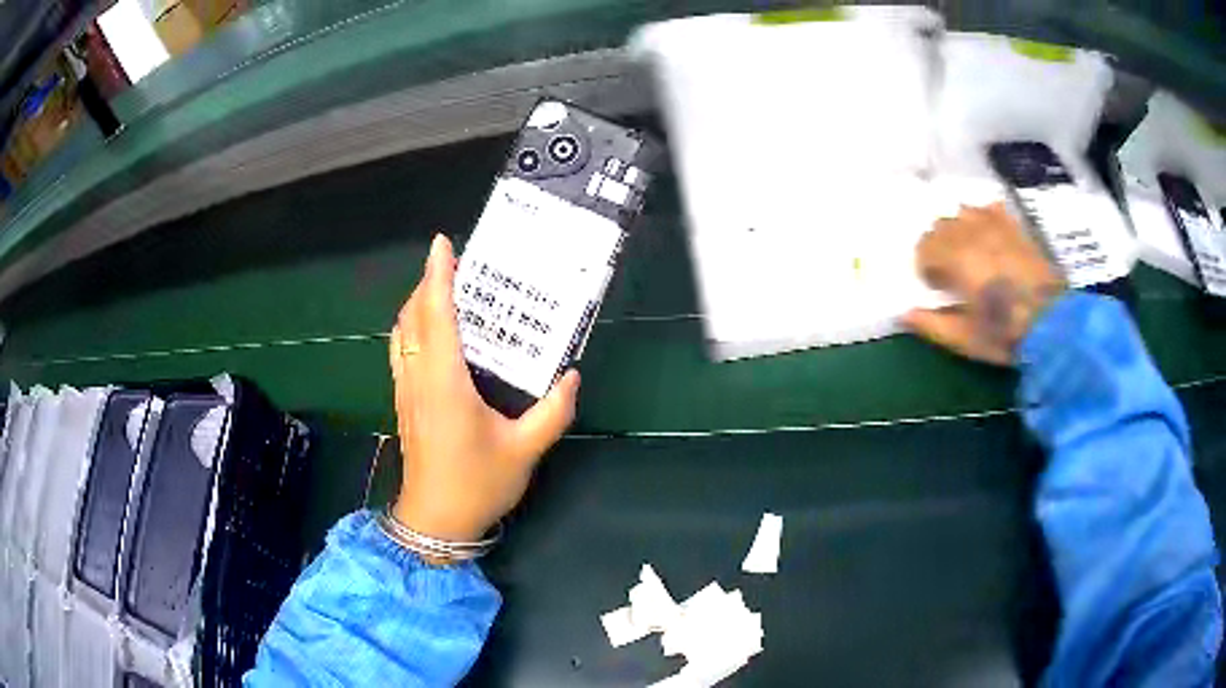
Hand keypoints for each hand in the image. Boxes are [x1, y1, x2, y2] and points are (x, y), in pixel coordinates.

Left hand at [389, 234, 579, 550]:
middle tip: (454, 263)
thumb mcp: (524, 450)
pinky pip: (401, 351)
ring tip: (442, 290)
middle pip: (412, 317)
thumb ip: (552, 412)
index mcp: (446, 383)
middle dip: (427, 283)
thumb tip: (571, 377)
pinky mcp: (403, 403)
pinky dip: (411, 328)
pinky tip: (431, 333)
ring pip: (401, 333)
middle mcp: (419, 379)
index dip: (438, 277)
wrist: (436, 522)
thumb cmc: (477, 484)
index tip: (442, 244)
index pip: (437, 317)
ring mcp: (406, 391)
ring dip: (416, 304)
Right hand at [904, 203, 1064, 365]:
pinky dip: (983, 217)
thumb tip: (903, 314)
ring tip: (968, 252)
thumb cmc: (1005, 334)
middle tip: (951, 273)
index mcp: (956, 258)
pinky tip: (989, 235)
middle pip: (940, 226)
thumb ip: (932, 324)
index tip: (937, 288)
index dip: (926, 268)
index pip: (924, 248)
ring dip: (958, 229)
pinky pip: (990, 208)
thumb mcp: (965, 339)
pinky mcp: (1014, 227)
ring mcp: (995, 226)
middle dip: (939, 246)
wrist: (1054, 325)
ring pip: (962, 212)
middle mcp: (971, 233)